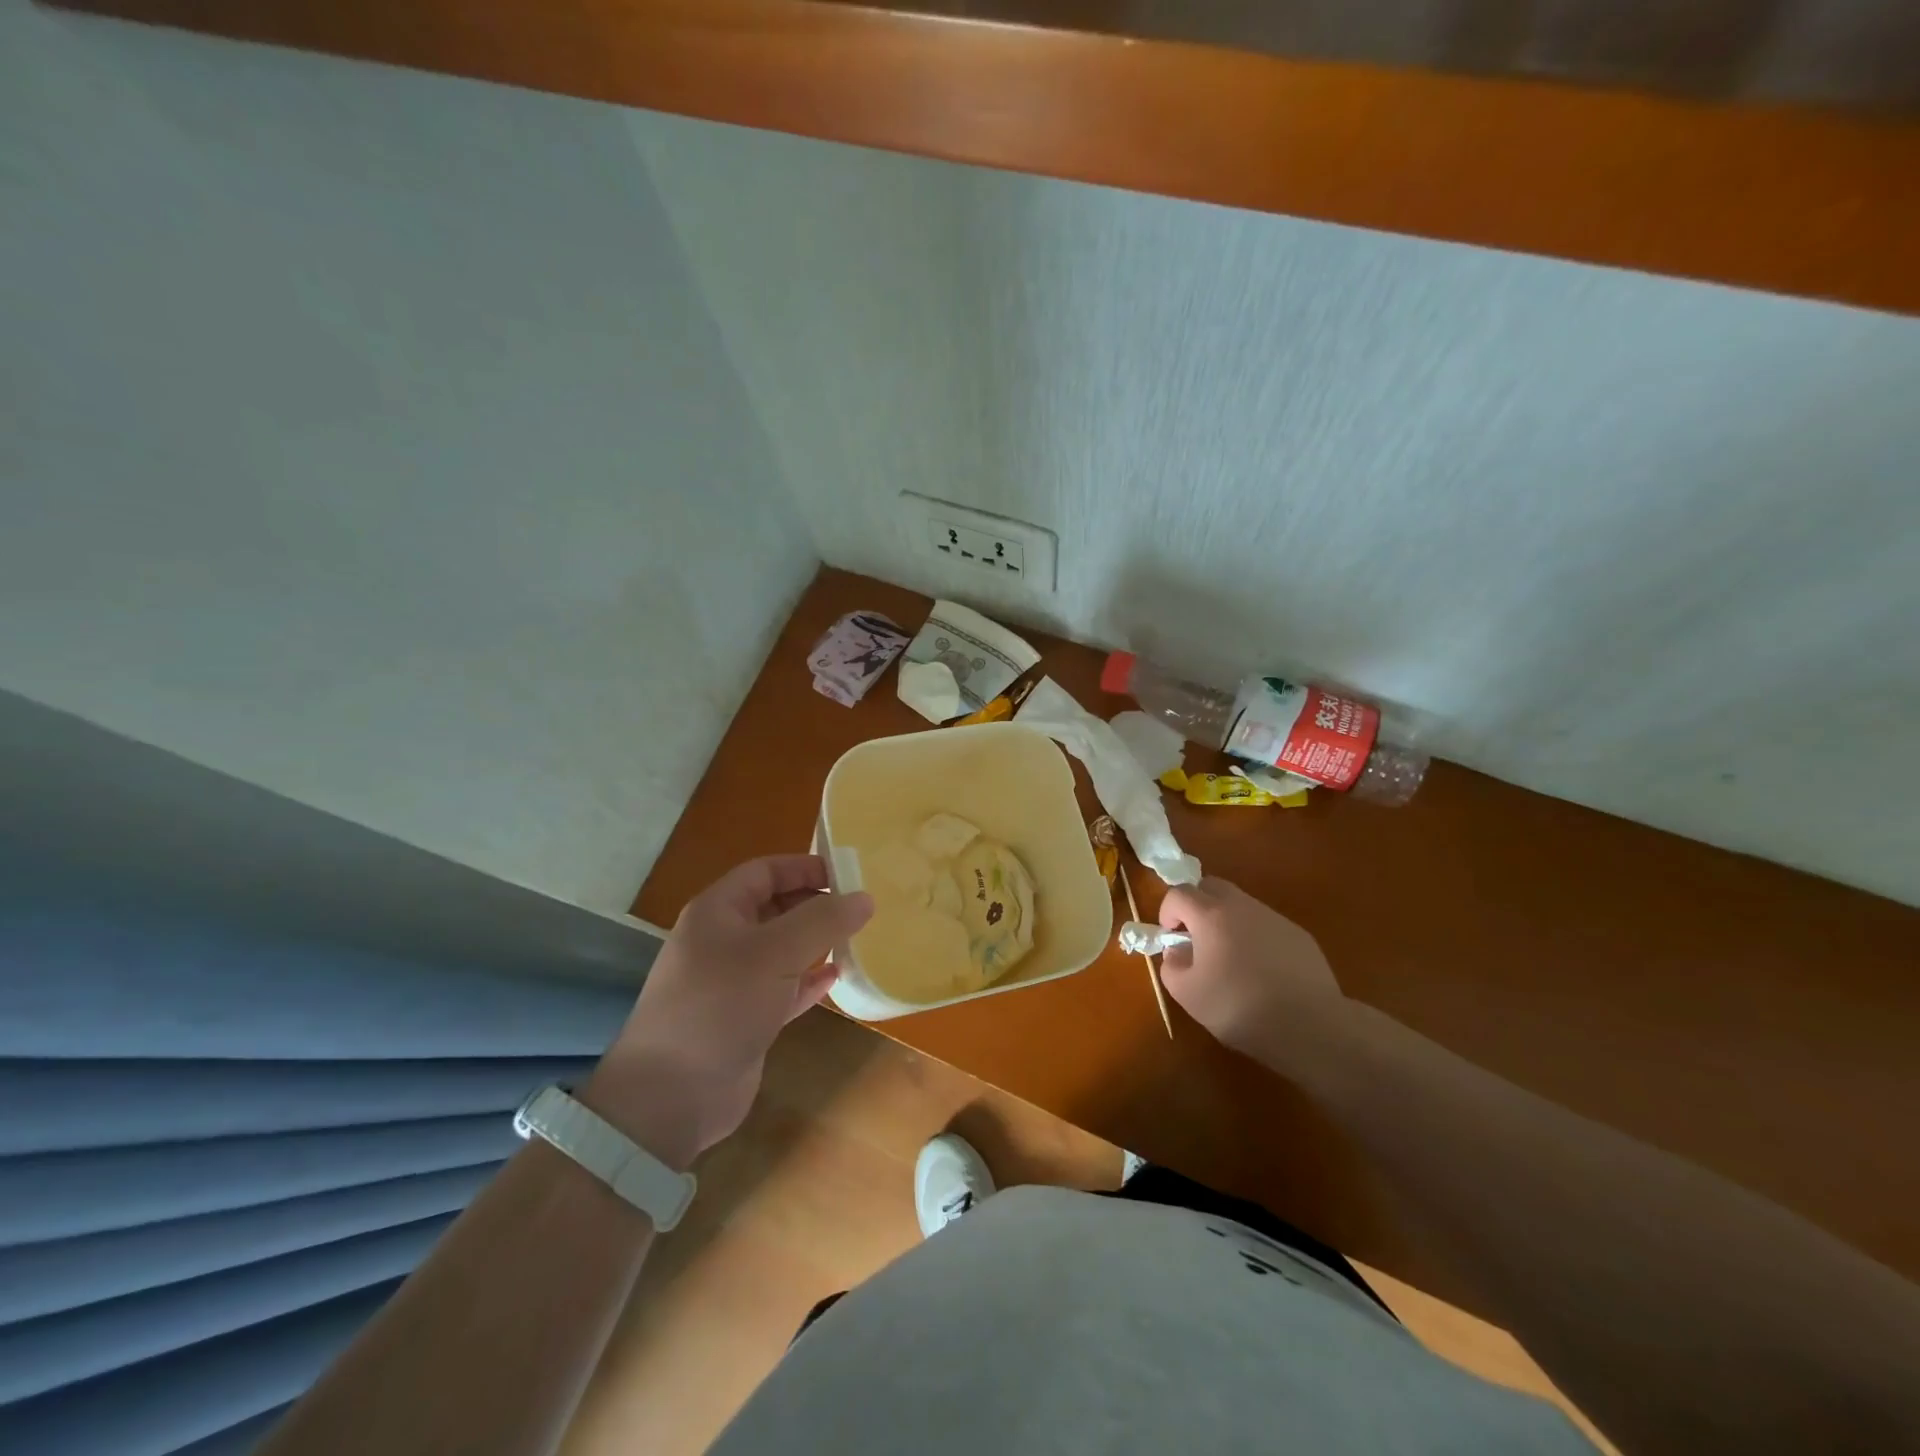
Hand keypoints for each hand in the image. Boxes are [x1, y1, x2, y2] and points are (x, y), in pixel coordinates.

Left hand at [584, 855, 872, 1166]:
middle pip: (775, 907)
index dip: (805, 867)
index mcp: (718, 911)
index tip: (848, 875)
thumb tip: (865, 897)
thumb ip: (822, 921)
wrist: (672, 1096)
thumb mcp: (775, 953)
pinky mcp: (746, 1018)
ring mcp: (733, 981)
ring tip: (857, 939)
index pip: (765, 872)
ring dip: (816, 943)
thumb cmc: (720, 1005)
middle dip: (816, 905)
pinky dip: (809, 981)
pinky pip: (784, 988)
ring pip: (783, 949)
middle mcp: (723, 940)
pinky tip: (836, 979)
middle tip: (860, 909)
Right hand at [1157, 878, 1343, 1060]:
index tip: (1171, 937)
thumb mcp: (1187, 994)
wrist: (1309, 1026)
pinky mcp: (1299, 935)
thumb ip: (1171, 965)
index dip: (1167, 911)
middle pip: (1211, 886)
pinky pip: (1266, 925)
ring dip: (1226, 921)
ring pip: (1241, 905)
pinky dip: (1255, 937)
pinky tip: (1262, 972)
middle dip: (1196, 905)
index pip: (1179, 893)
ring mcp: (1274, 918)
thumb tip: (1177, 951)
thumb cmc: (1239, 1007)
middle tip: (1196, 937)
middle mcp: (1242, 906)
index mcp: (1211, 915)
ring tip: (1230, 959)